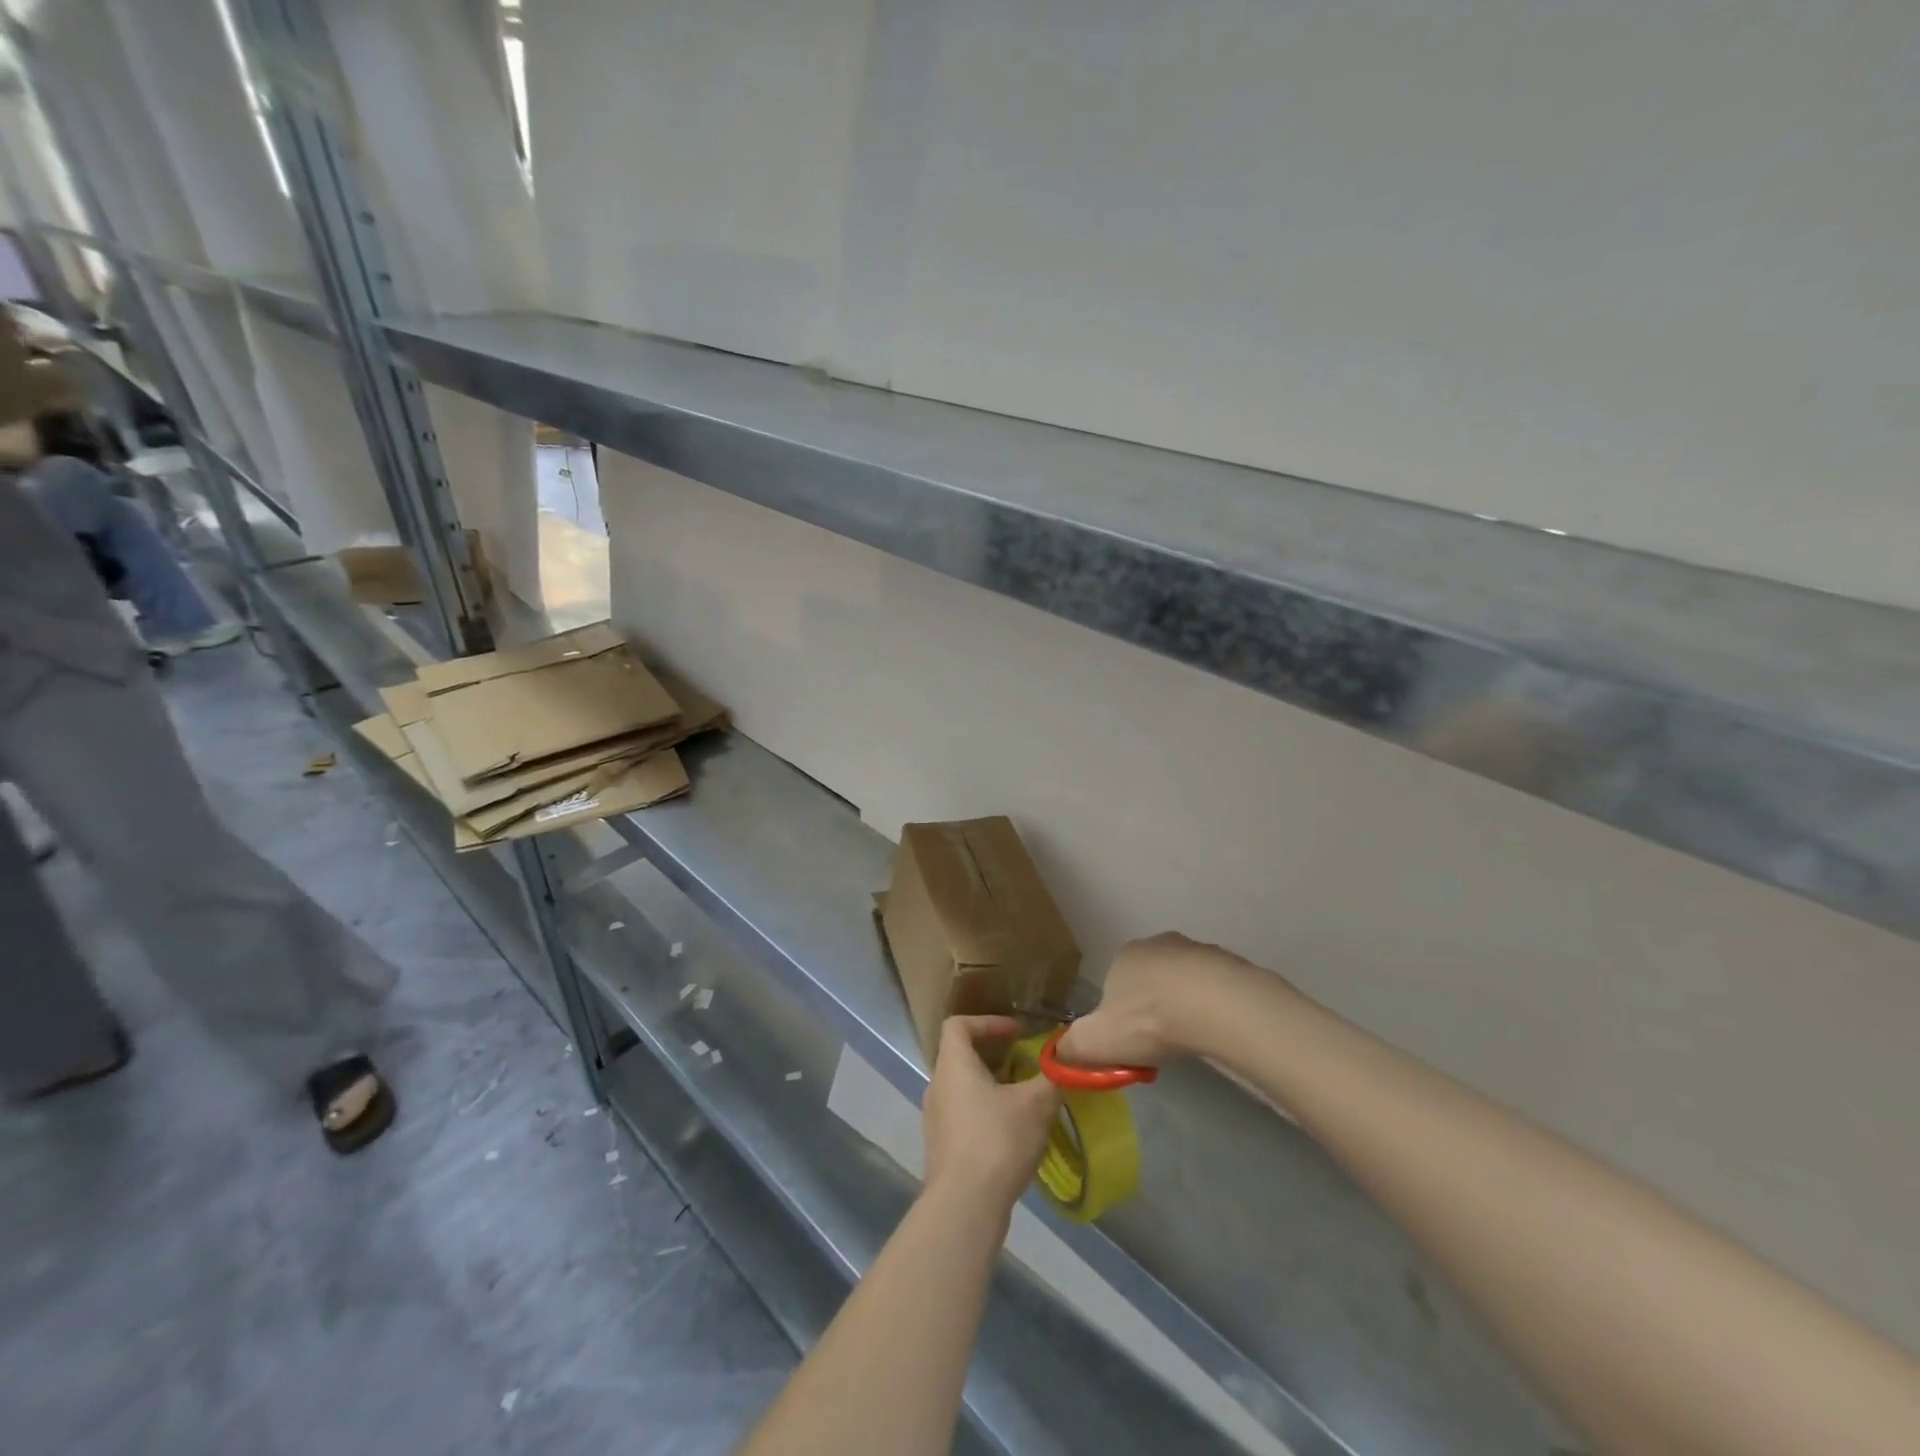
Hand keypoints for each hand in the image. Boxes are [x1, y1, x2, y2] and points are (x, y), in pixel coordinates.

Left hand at [922, 1016, 1060, 1214]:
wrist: (965, 1206)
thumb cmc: (998, 1140)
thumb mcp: (1036, 1104)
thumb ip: (1052, 1077)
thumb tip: (1066, 1062)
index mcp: (954, 1065)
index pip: (958, 1025)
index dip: (988, 1022)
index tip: (1016, 1033)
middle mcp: (938, 1086)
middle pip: (962, 1057)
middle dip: (997, 1057)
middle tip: (1026, 1065)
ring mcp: (936, 1119)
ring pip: (964, 1089)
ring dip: (993, 1087)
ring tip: (1026, 1100)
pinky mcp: (942, 1148)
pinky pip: (964, 1116)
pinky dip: (987, 1113)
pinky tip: (1014, 1133)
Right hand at [1057, 932, 1277, 1068]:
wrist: (1214, 1005)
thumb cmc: (1148, 1019)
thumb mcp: (1096, 1041)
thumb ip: (1072, 1047)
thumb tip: (1058, 1054)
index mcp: (1123, 956)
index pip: (1114, 986)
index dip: (1119, 1017)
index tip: (1130, 1044)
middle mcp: (1157, 944)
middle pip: (1149, 982)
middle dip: (1153, 1009)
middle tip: (1160, 1044)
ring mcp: (1196, 950)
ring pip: (1183, 983)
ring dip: (1184, 1006)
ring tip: (1190, 1039)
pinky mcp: (1229, 964)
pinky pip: (1214, 989)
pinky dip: (1212, 1007)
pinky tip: (1215, 1030)